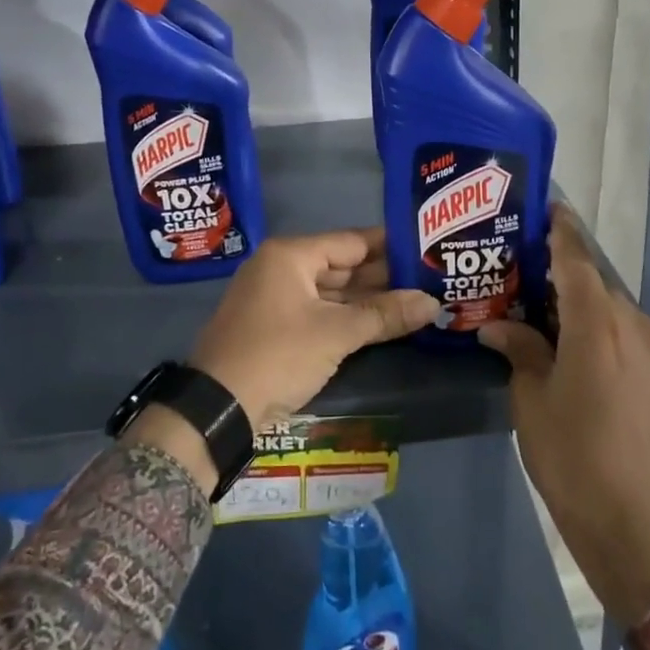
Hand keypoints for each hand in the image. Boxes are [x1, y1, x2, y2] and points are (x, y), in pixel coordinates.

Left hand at [190, 227, 440, 429]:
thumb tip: (433, 303)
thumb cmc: (278, 354)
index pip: (352, 241)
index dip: (390, 245)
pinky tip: (380, 324)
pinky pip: (319, 312)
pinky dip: (347, 318)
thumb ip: (385, 315)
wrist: (217, 409)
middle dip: (384, 276)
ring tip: (415, 301)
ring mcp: (276, 299)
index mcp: (290, 255)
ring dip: (368, 300)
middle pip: (342, 266)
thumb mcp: (336, 333)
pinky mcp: (275, 328)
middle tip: (429, 278)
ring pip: (332, 292)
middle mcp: (281, 269)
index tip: (426, 248)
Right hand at [481, 205, 649, 621]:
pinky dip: (597, 322)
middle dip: (562, 268)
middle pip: (594, 280)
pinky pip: (624, 330)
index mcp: (599, 324)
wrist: (636, 523)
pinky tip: (569, 339)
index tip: (544, 207)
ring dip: (579, 298)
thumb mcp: (532, 400)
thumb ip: (520, 349)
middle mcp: (633, 325)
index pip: (577, 259)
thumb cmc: (573, 456)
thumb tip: (497, 324)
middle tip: (521, 266)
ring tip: (540, 304)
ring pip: (611, 305)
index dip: (561, 230)